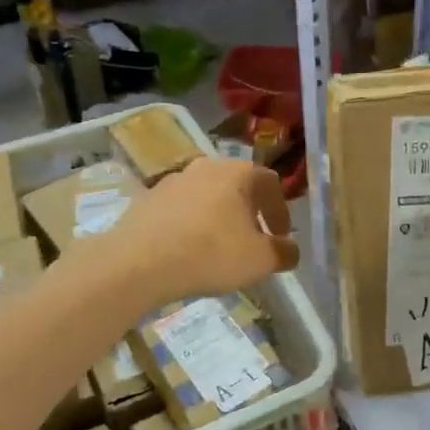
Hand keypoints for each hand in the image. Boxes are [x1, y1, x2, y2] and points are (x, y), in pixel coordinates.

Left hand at [73, 157, 299, 311]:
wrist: (137, 263)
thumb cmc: (210, 253)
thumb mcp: (260, 260)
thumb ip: (284, 253)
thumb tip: (291, 250)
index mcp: (238, 172)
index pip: (271, 184)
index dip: (281, 212)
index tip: (280, 237)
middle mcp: (206, 167)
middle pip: (238, 187)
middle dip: (249, 213)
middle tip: (253, 241)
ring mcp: (172, 180)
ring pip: (207, 197)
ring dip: (219, 218)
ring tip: (219, 248)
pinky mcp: (146, 199)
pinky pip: (180, 210)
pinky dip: (191, 225)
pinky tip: (189, 251)